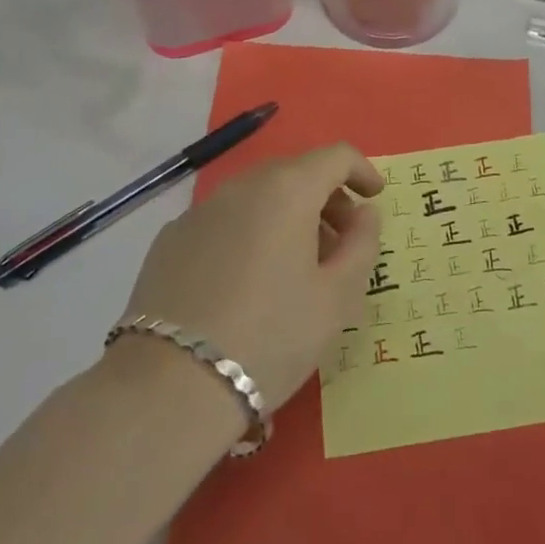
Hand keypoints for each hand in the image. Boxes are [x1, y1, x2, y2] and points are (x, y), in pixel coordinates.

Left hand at [119, 145, 384, 413]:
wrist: (169, 387)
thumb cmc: (270, 336)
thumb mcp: (337, 298)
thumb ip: (362, 244)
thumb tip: (365, 212)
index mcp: (287, 189)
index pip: (335, 156)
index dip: (362, 170)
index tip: (375, 197)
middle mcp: (242, 185)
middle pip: (295, 172)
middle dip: (325, 196)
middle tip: (341, 240)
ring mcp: (200, 210)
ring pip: (257, 195)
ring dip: (286, 215)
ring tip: (296, 265)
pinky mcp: (170, 239)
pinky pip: (223, 220)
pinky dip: (248, 232)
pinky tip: (246, 281)